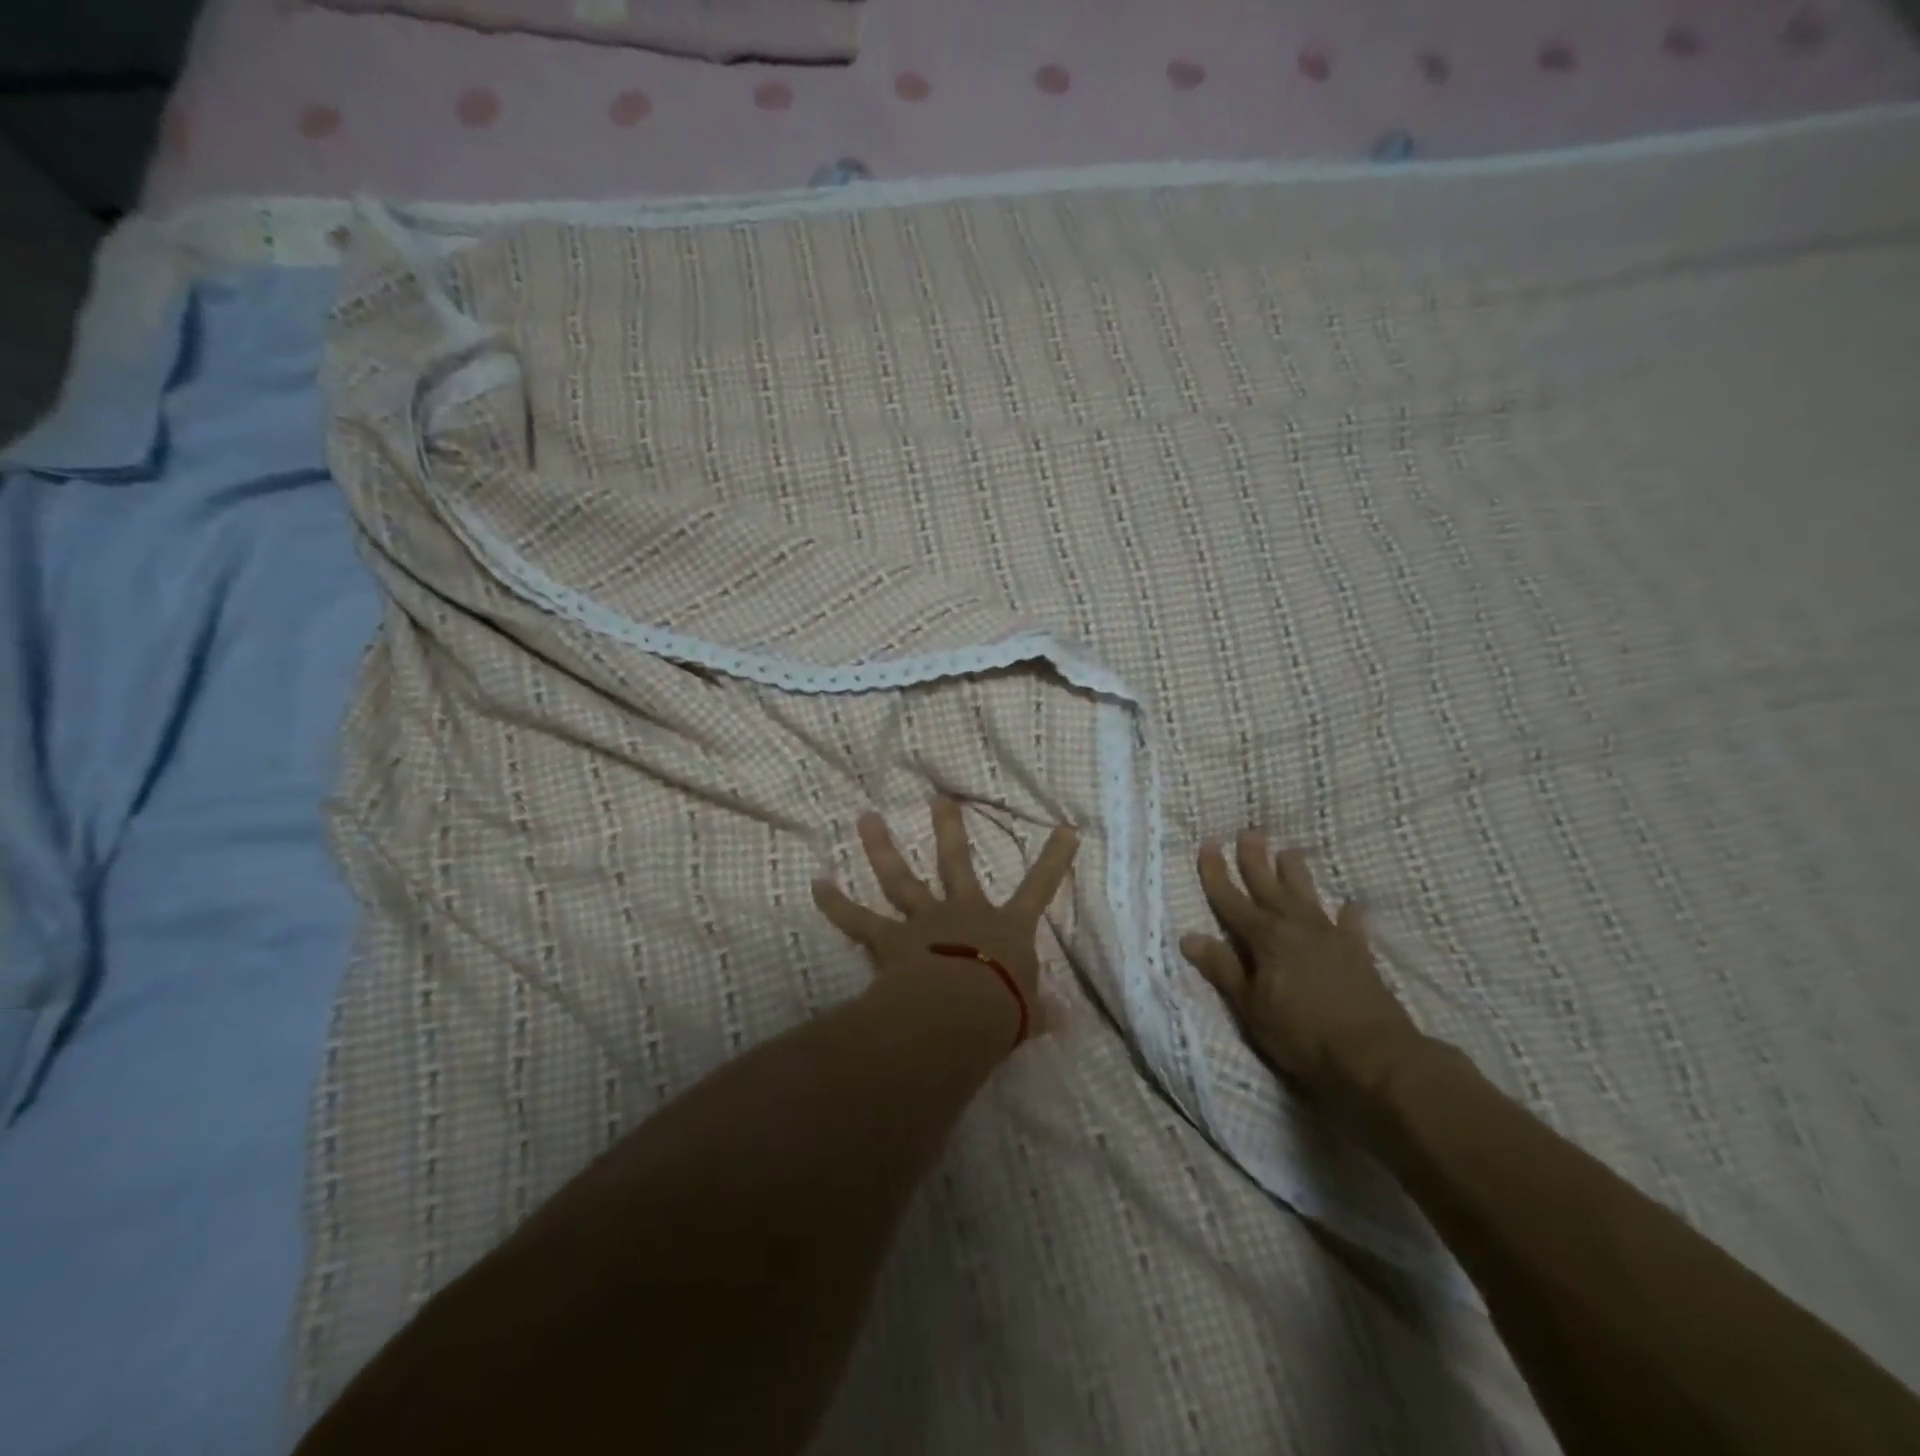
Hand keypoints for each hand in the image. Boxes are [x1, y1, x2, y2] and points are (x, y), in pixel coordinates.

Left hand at [813, 798, 1078, 1041]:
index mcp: (1005, 928)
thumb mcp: (1029, 1014)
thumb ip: (1040, 1011)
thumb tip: (1065, 1021)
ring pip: (901, 878)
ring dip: (881, 847)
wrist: (960, 1014)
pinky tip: (815, 883)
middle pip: (955, 862)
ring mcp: (925, 921)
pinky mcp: (891, 939)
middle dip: (948, 829)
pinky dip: (834, 903)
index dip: (1054, 860)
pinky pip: (857, 920)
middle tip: (937, 798)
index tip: (1066, 829)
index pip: (1039, 888)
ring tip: (866, 817)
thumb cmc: (1002, 1011)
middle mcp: (964, 912)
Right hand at [1181, 833, 1426, 1110]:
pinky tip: (1351, 904)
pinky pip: (1351, 927)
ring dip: (1296, 874)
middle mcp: (1296, 928)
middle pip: (1269, 887)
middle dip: (1255, 860)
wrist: (1374, 1057)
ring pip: (1307, 897)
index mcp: (1265, 939)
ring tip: (1289, 851)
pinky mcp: (1359, 955)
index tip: (1208, 844)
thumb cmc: (1301, 1034)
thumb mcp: (1250, 1006)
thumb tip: (1189, 937)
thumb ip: (1223, 968)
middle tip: (1249, 831)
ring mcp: (1330, 938)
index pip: (1231, 900)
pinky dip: (1349, 915)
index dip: (1217, 873)